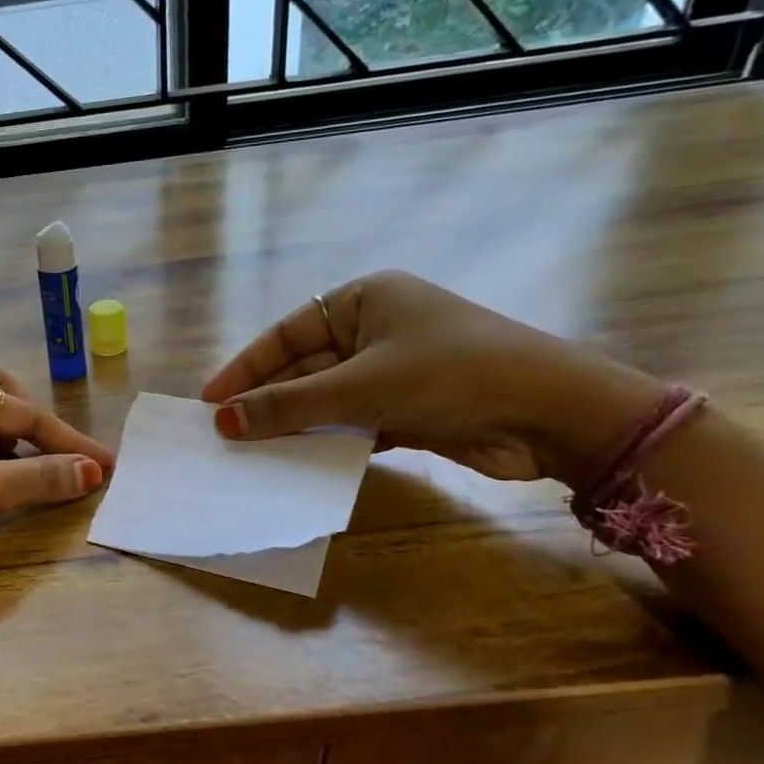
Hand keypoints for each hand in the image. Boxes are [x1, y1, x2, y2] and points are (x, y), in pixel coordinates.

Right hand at [201, 271, 663, 485]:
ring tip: (249, 453)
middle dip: (267, 402)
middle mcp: (375, 330)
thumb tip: (222, 421)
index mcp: (364, 301)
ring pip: (326, 400)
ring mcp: (392, 371)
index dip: (245, 368)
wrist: (553, 414)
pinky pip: (351, 424)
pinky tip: (295, 463)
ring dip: (293, 426)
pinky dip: (326, 442)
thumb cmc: (451, 374)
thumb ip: (289, 405)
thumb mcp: (361, 386)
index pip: (287, 334)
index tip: (209, 400)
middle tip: (224, 434)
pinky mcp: (407, 410)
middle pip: (304, 369)